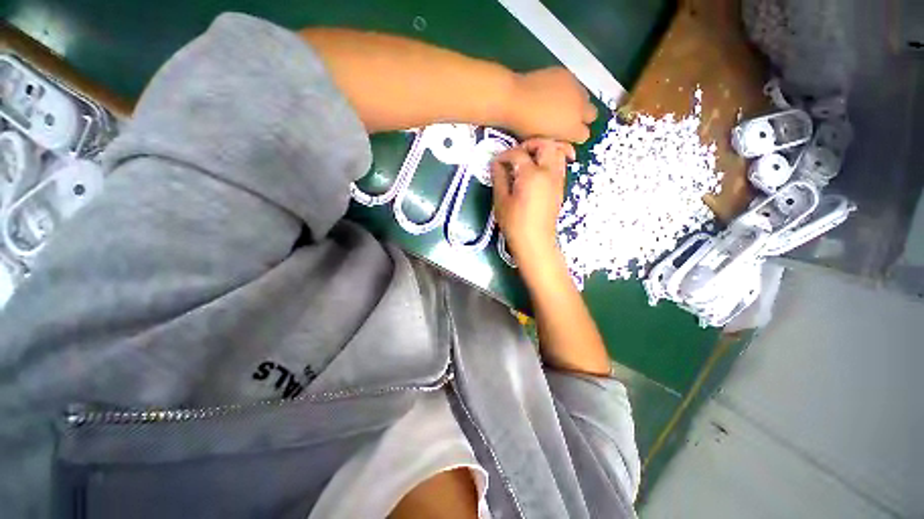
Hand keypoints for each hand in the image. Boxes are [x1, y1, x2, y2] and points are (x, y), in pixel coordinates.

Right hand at [491, 138, 572, 271]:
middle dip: (530, 144)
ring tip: (528, 160)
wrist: (535, 241)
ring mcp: (558, 180)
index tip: (496, 163)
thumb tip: (496, 163)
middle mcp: (549, 172)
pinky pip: (559, 165)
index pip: (518, 153)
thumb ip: (499, 178)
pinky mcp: (560, 188)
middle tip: (516, 154)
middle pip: (546, 144)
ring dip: (543, 150)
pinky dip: (549, 161)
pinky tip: (536, 172)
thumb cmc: (515, 223)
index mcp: (532, 174)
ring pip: (557, 153)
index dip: (505, 155)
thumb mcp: (501, 200)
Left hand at [504, 67, 597, 143]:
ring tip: (560, 104)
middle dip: (582, 118)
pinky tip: (553, 91)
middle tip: (567, 119)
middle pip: (592, 115)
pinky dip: (568, 89)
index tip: (565, 135)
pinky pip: (574, 84)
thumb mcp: (543, 140)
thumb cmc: (525, 126)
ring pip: (585, 98)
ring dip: (577, 103)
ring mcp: (576, 89)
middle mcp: (580, 108)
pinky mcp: (568, 75)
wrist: (515, 99)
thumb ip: (557, 139)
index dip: (574, 136)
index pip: (584, 136)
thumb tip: (563, 138)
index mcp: (573, 128)